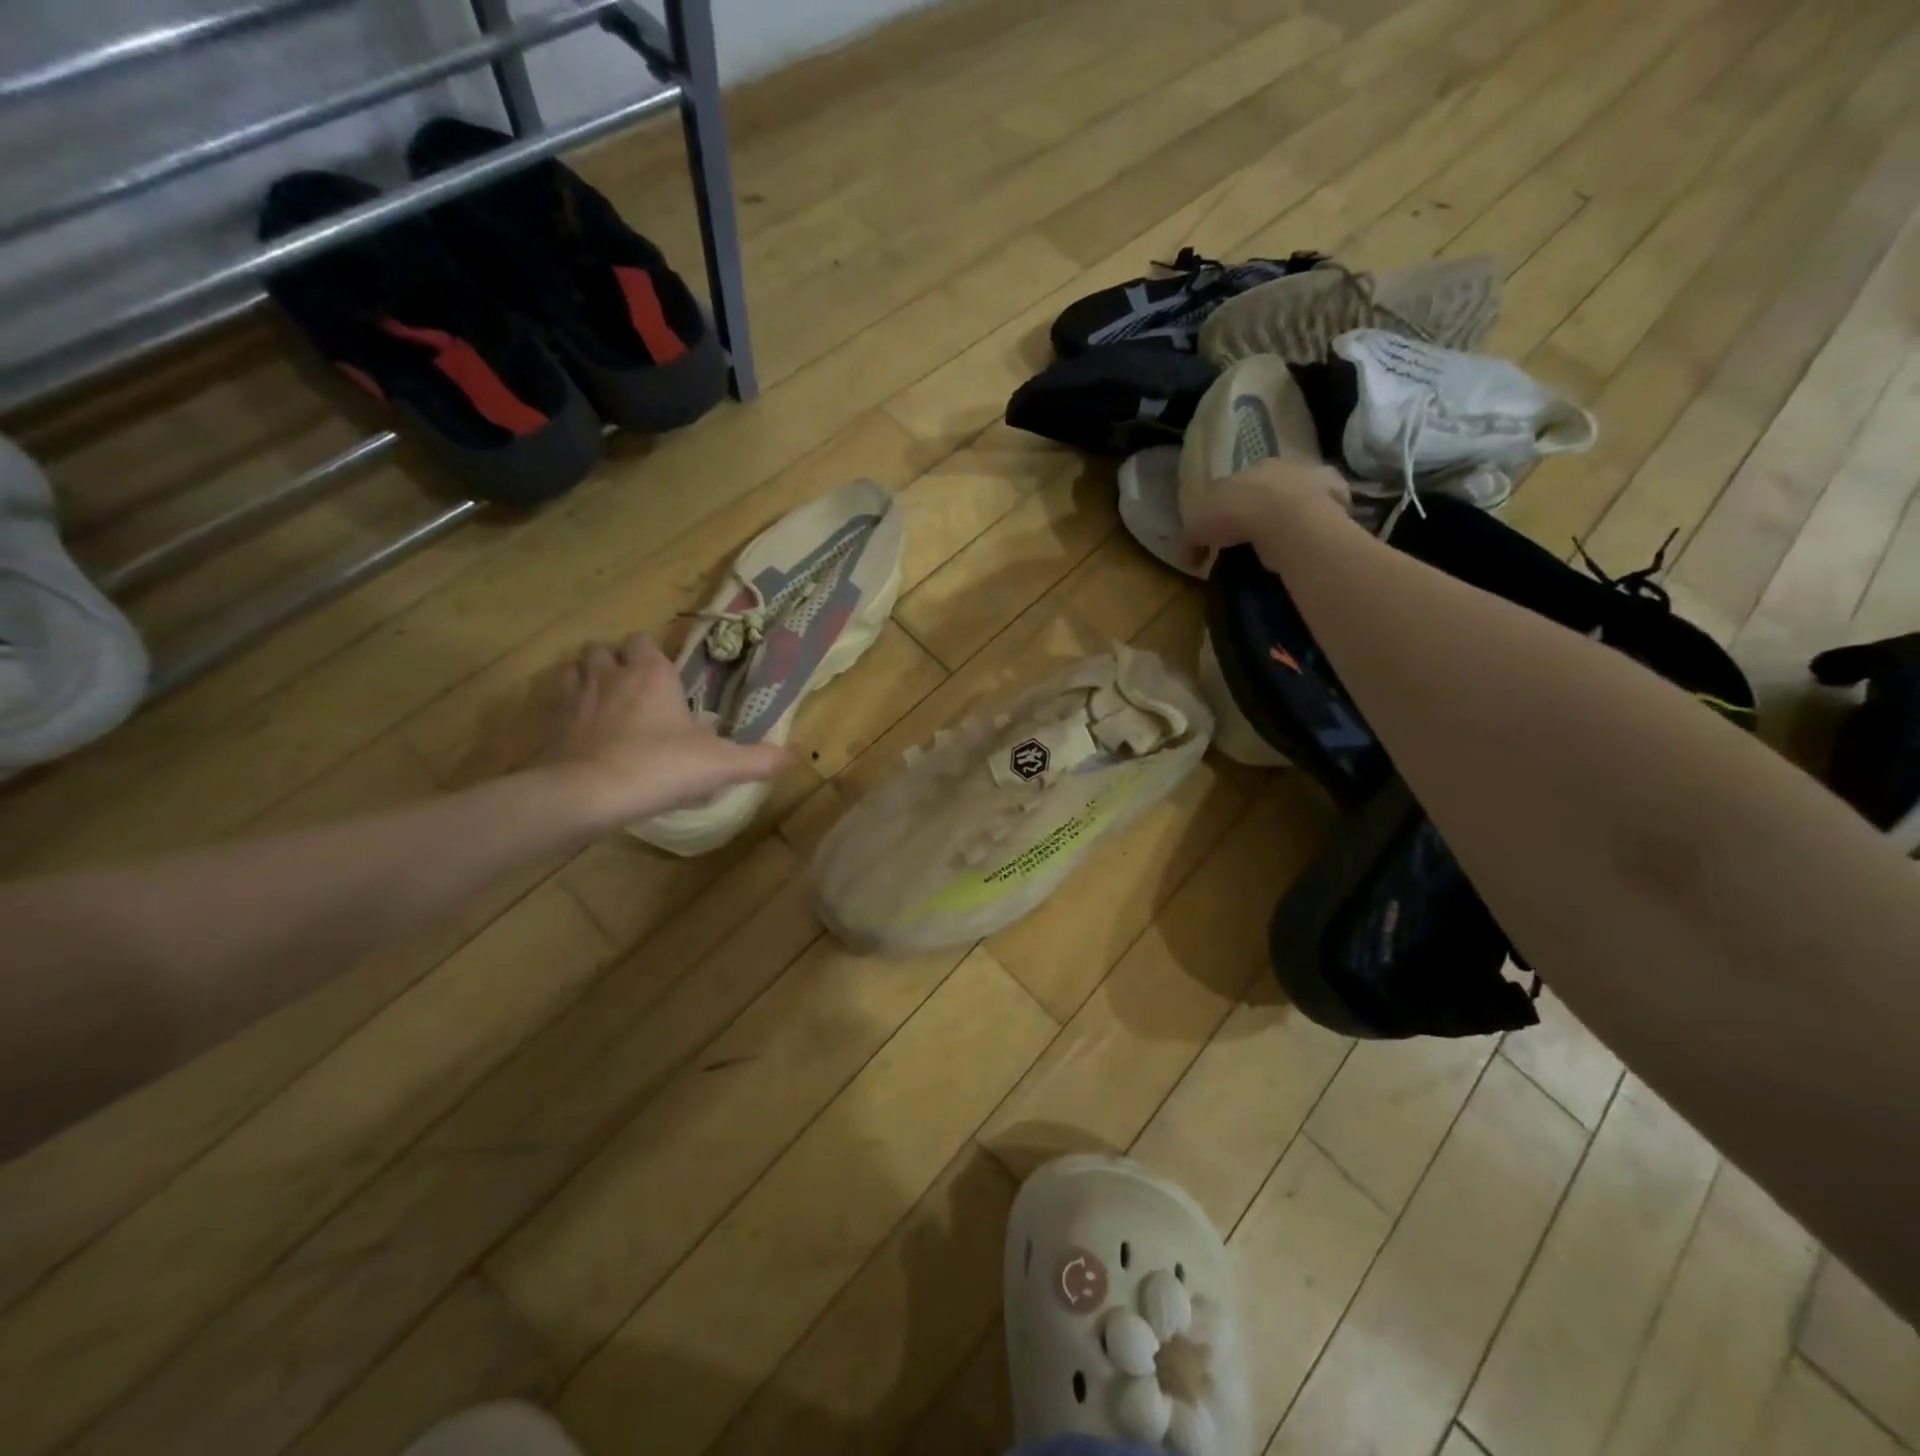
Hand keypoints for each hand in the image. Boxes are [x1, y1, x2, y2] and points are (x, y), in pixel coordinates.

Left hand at [534, 633, 788, 829]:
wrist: (587, 795)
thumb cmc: (658, 767)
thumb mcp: (718, 765)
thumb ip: (756, 760)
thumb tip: (792, 758)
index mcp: (651, 673)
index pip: (645, 641)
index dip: (652, 654)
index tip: (666, 676)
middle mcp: (609, 674)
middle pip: (604, 648)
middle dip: (616, 661)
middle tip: (635, 688)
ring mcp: (574, 696)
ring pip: (576, 669)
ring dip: (589, 678)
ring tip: (605, 703)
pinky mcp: (549, 724)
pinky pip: (555, 702)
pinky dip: (567, 709)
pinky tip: (582, 731)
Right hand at [1183, 458, 1353, 552]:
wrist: (1287, 518)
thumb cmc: (1236, 514)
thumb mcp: (1197, 528)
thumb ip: (1191, 540)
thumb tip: (1190, 557)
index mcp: (1248, 468)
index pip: (1237, 484)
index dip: (1230, 506)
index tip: (1226, 530)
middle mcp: (1283, 467)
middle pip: (1271, 486)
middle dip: (1264, 505)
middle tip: (1256, 534)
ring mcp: (1314, 479)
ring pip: (1302, 494)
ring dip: (1295, 511)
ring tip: (1287, 538)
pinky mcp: (1338, 497)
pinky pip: (1330, 510)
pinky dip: (1322, 521)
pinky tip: (1313, 538)